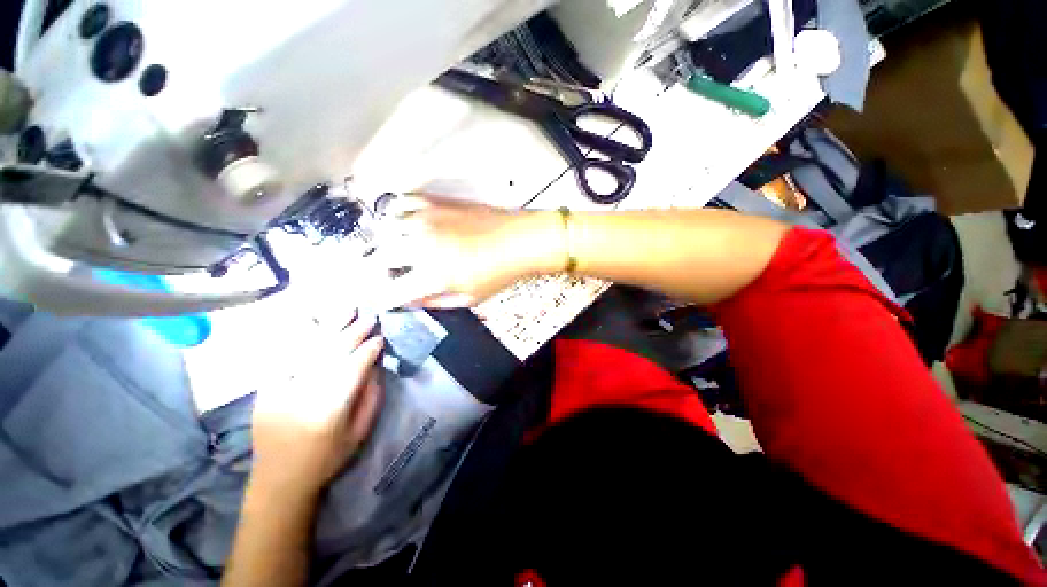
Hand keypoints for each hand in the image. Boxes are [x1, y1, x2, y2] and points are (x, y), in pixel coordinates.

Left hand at [249, 313, 384, 499]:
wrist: (279, 480)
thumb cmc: (327, 458)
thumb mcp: (360, 432)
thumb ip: (370, 396)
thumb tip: (375, 365)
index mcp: (330, 409)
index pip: (354, 367)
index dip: (369, 350)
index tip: (381, 338)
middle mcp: (304, 394)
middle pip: (332, 353)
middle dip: (354, 332)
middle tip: (369, 318)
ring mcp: (280, 389)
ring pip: (310, 349)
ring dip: (331, 327)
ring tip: (347, 310)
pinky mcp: (265, 388)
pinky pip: (285, 355)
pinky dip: (300, 336)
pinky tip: (313, 321)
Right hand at [378, 195, 563, 307]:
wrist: (519, 240)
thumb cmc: (499, 272)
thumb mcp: (468, 299)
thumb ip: (434, 301)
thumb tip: (410, 300)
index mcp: (431, 275)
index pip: (388, 290)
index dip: (381, 298)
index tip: (381, 298)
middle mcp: (421, 246)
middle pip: (379, 257)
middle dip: (380, 269)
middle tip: (390, 274)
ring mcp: (426, 220)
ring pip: (385, 230)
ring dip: (387, 242)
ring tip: (398, 249)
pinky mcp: (434, 203)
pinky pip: (401, 203)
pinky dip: (397, 214)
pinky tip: (406, 224)